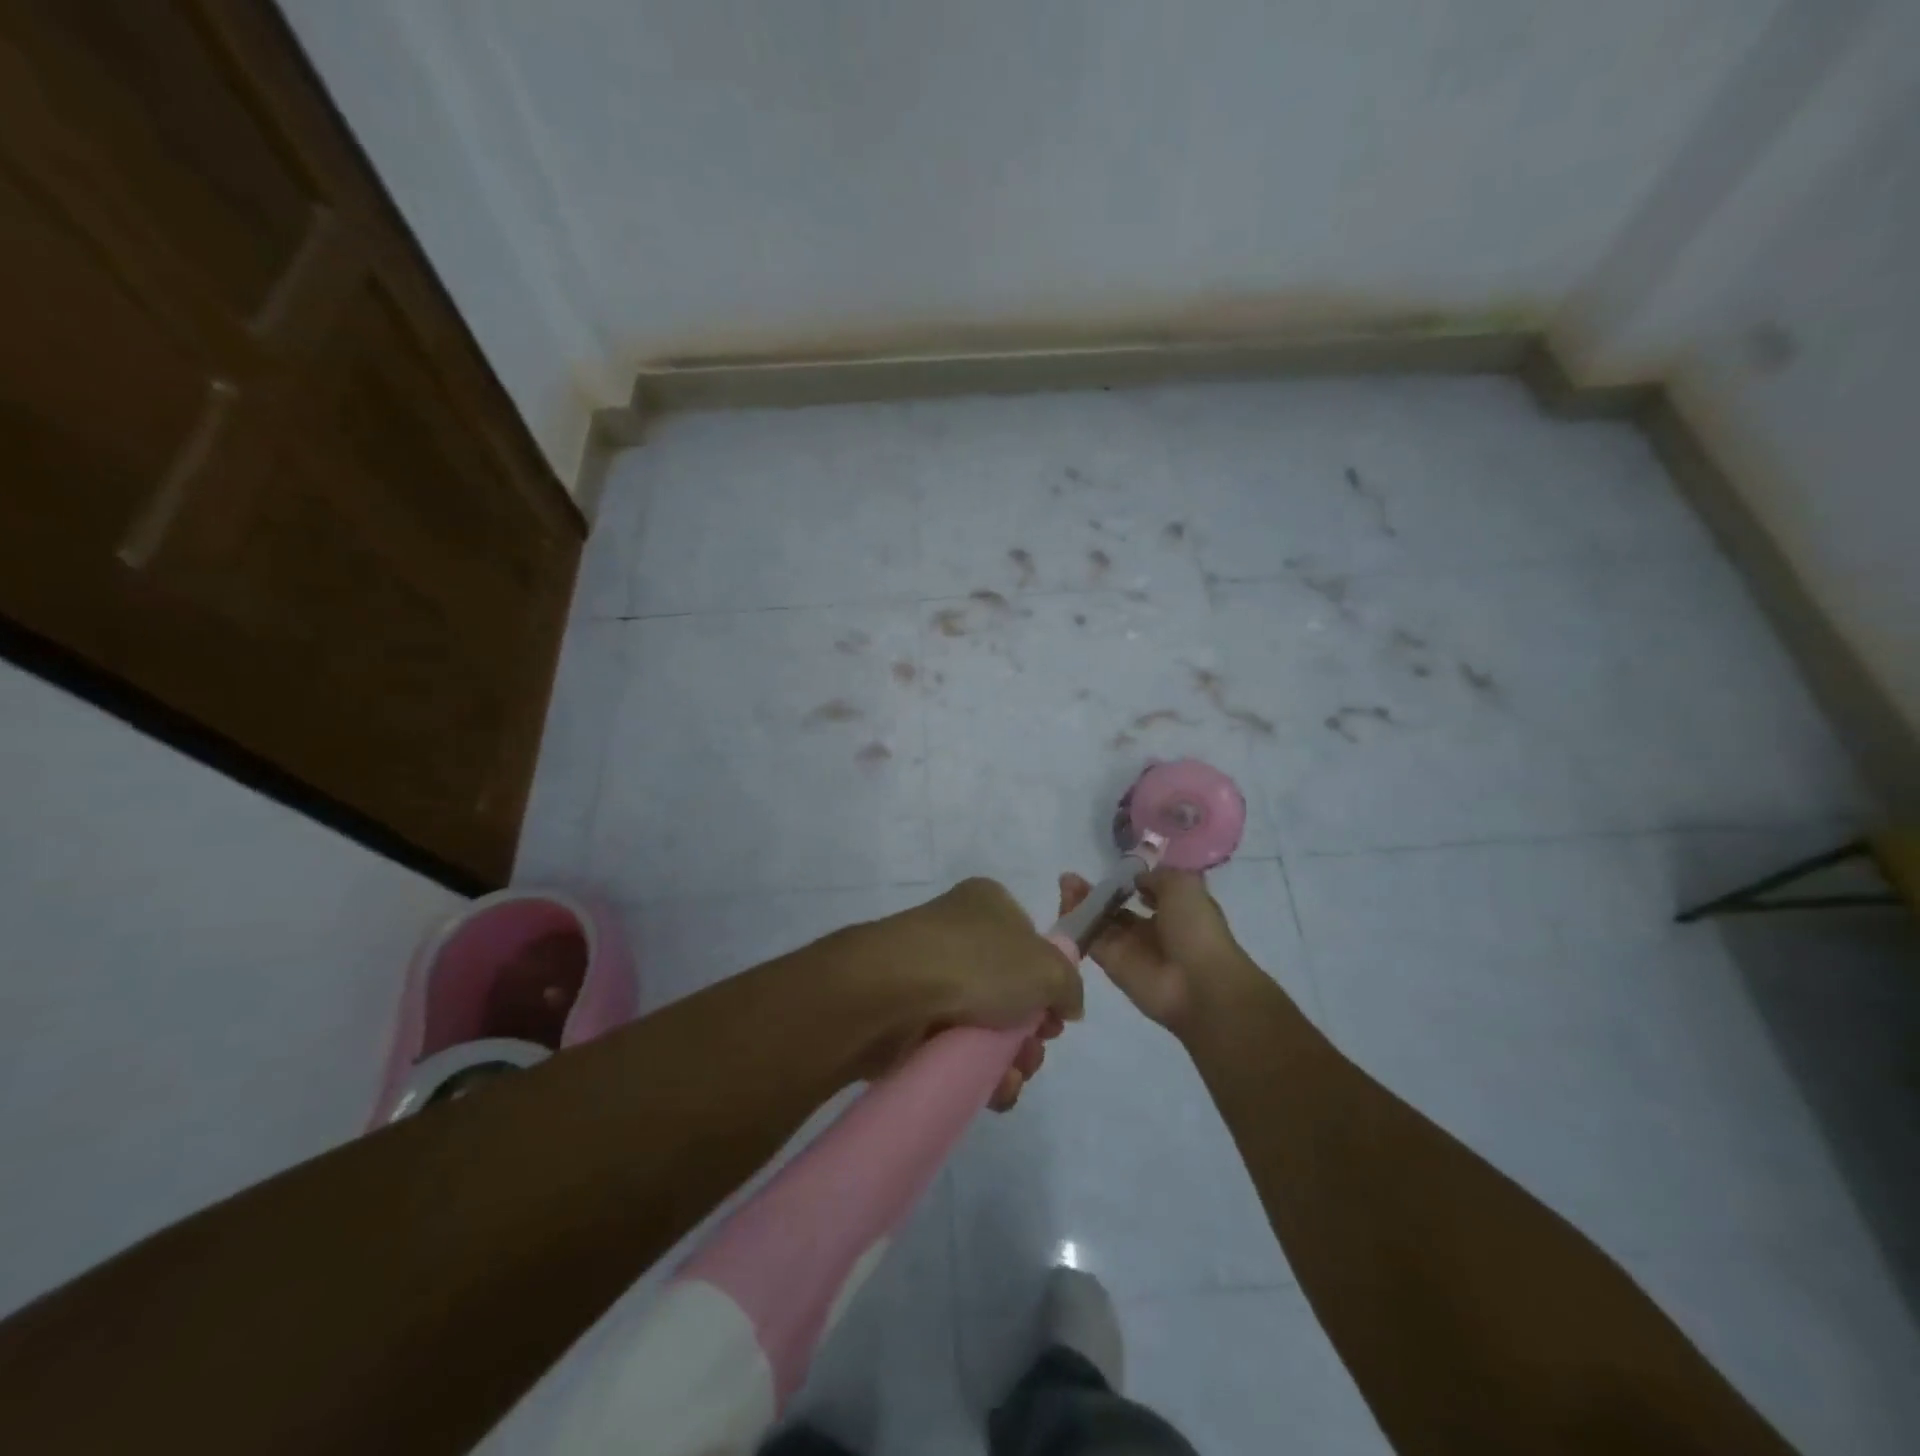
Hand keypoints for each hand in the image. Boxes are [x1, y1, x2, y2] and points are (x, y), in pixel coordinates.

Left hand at [855, 877, 1082, 1110]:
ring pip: (984, 1024)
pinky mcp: (910, 1016)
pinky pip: (954, 1048)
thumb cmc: (978, 962)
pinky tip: (993, 1091)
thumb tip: (1067, 1004)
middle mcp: (958, 933)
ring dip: (1008, 1058)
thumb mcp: (1047, 967)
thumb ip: (1069, 984)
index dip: (1049, 982)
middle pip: (1010, 989)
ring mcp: (930, 974)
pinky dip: (978, 1073)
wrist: (895, 990)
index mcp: (988, 904)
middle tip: (1034, 1051)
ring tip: (1012, 1078)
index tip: (1057, 1016)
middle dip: (1030, 1030)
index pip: (1030, 942)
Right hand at [1057, 867, 1249, 1031]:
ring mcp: (1130, 948)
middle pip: (1116, 907)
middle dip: (1098, 891)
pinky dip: (1076, 922)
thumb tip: (1136, 879)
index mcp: (1175, 910)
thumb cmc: (1196, 929)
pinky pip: (1090, 939)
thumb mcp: (1183, 886)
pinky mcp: (1111, 964)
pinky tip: (1065, 902)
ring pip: (1100, 921)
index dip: (1129, 880)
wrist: (1197, 983)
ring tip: (1066, 883)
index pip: (1146, 892)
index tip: (1113, 868)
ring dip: (1082, 902)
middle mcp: (1151, 929)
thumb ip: (1156, 877)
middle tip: (1073, 877)